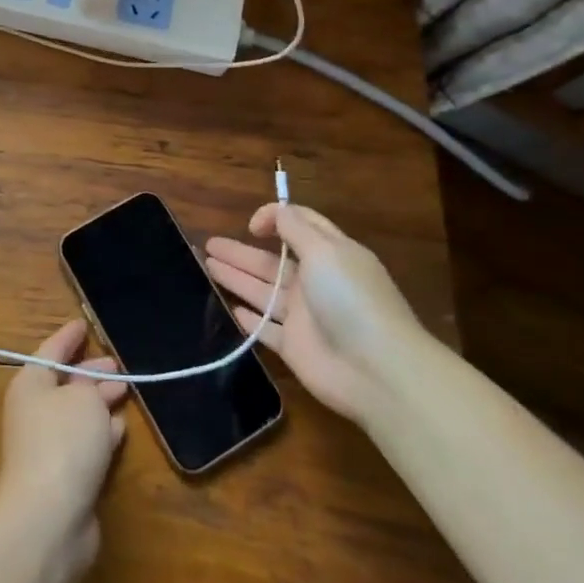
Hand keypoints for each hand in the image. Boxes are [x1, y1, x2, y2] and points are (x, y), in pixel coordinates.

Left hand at [0, 320, 127, 577]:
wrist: (48, 518)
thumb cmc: (63, 442)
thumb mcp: (84, 399)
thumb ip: (92, 386)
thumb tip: (93, 390)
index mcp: (31, 384)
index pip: (51, 350)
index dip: (68, 337)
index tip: (84, 323)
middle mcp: (35, 412)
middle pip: (66, 384)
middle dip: (91, 373)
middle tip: (119, 365)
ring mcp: (48, 447)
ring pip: (78, 414)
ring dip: (100, 403)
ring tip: (126, 391)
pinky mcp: (65, 478)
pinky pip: (86, 444)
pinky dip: (103, 433)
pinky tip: (122, 428)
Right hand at [205, 203, 428, 423]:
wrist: (376, 369)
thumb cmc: (350, 299)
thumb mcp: (325, 250)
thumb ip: (295, 227)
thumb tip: (271, 213)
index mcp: (330, 255)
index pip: (301, 227)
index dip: (275, 219)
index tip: (251, 226)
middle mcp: (316, 283)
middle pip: (272, 261)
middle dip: (241, 251)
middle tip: (208, 244)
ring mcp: (304, 317)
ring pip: (263, 291)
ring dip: (236, 277)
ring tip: (206, 265)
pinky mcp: (294, 347)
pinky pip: (265, 329)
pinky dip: (249, 319)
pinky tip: (230, 308)